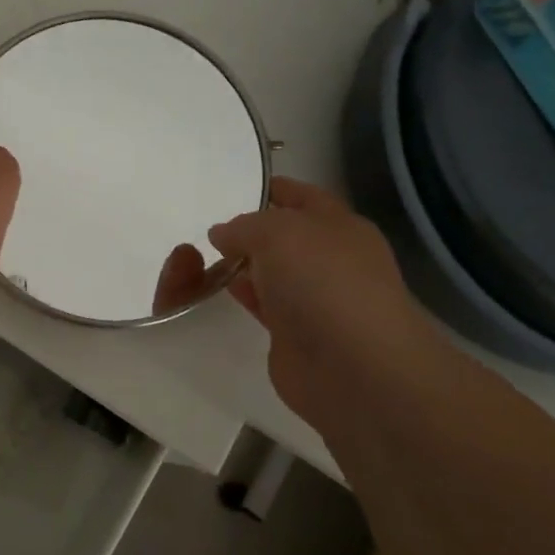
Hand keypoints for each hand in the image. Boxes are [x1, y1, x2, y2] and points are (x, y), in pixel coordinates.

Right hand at [208, 178, 465, 428]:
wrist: (353, 369)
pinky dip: (241, 293)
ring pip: (271, 270)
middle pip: (284, 235)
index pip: (303, 197)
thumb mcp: (277, 233)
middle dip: (250, 229)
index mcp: (340, 226)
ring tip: (201, 254)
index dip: (272, 188)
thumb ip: (244, 226)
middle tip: (206, 222)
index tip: (234, 185)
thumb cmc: (322, 283)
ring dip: (241, 263)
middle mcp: (330, 259)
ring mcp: (313, 298)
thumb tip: (222, 234)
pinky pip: (262, 303)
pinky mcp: (294, 333)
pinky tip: (215, 286)